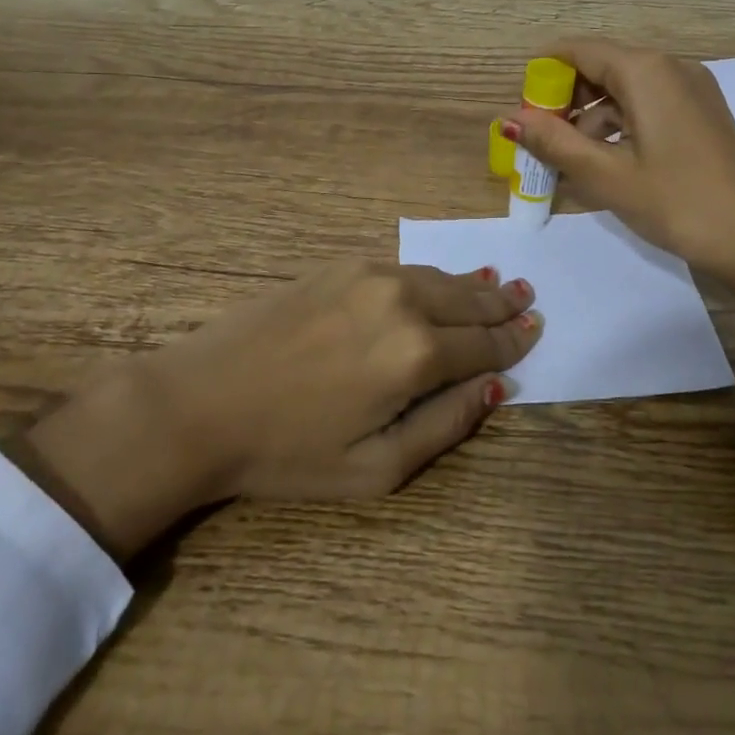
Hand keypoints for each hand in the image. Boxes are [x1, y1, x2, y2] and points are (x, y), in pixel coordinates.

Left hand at [19, 261, 539, 560]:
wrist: (199, 403)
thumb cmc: (287, 452)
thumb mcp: (375, 469)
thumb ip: (445, 426)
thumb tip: (495, 388)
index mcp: (417, 356)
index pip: (485, 344)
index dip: (514, 339)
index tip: (535, 330)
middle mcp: (404, 302)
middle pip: (470, 301)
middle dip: (503, 304)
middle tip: (529, 297)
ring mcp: (371, 275)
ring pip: (441, 278)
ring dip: (472, 286)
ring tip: (497, 285)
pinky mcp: (341, 265)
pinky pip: (405, 268)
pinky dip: (433, 277)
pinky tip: (440, 282)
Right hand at [504, 38, 734, 345]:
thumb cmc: (674, 202)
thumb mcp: (605, 175)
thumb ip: (553, 142)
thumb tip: (509, 120)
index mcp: (646, 71)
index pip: (579, 50)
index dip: (543, 74)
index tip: (521, 106)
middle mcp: (671, 67)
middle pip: (603, 65)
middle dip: (566, 97)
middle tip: (540, 137)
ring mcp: (692, 88)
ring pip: (625, 88)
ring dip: (591, 115)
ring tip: (568, 158)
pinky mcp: (702, 112)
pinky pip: (649, 103)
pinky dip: (620, 123)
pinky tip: (606, 160)